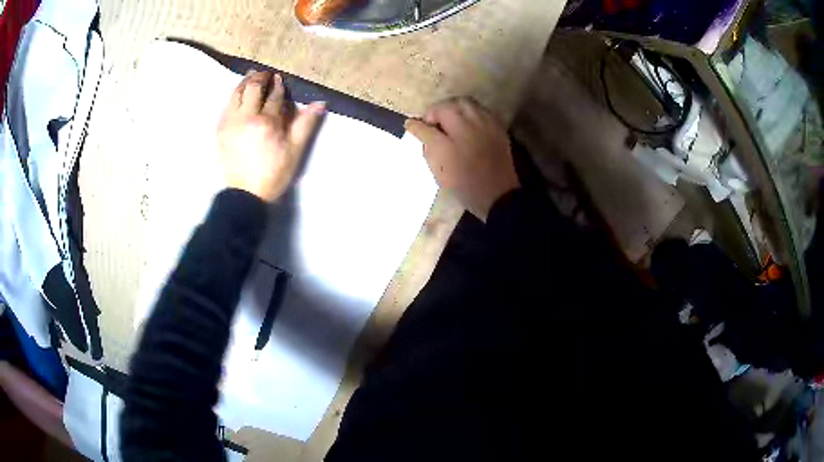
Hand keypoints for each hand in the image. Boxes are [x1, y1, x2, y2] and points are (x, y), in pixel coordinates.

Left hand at [217, 70, 325, 201]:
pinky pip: (226, 105)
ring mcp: (230, 122)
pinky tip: (239, 95)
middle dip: (261, 77)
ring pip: (236, 93)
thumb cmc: (274, 174)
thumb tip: (320, 103)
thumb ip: (306, 124)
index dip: (278, 85)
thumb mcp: (295, 151)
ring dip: (245, 82)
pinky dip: (234, 96)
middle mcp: (246, 117)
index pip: (274, 96)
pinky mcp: (220, 130)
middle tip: (266, 74)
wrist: (245, 194)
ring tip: (252, 77)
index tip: (280, 78)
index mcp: (267, 122)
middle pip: (253, 88)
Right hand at [405, 98, 519, 220]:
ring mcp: (488, 124)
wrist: (498, 196)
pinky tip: (467, 128)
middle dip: (438, 111)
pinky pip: (481, 112)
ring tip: (450, 124)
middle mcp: (472, 121)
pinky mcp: (499, 129)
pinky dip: (470, 114)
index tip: (414, 129)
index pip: (431, 117)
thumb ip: (426, 140)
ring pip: (467, 104)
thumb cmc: (464, 184)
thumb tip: (414, 125)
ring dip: (455, 109)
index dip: (420, 122)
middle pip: (451, 104)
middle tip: (433, 125)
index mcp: (456, 130)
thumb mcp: (438, 167)